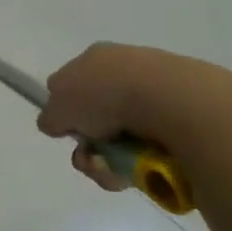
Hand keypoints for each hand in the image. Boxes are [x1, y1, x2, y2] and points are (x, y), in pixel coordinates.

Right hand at [38, 43, 231, 191]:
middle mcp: (124, 70)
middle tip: (91, 159)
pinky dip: (140, 162)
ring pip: (122, 138)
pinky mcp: (181, 115)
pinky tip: (140, 168)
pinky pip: (150, 146)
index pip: (70, 84)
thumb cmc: (104, 96)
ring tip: (117, 172)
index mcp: (94, 59)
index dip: (65, 111)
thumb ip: (50, 117)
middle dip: (89, 145)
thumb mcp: (57, 108)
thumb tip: (56, 124)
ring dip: (110, 161)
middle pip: (96, 117)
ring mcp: (155, 92)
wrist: (168, 99)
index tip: (70, 131)